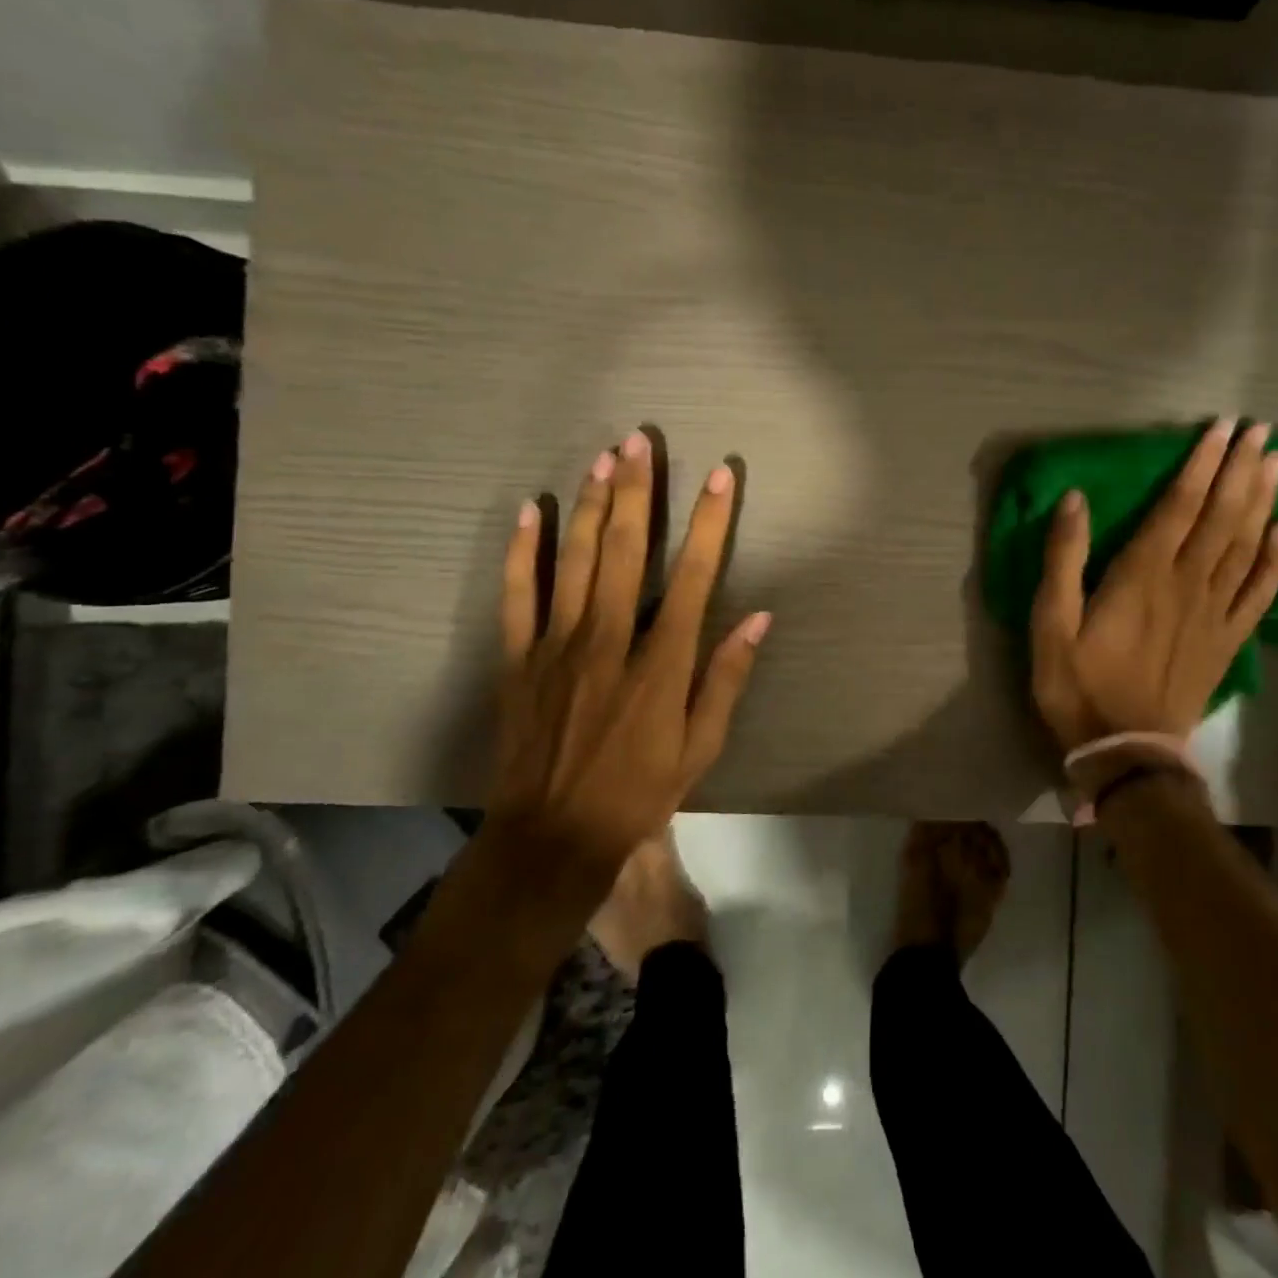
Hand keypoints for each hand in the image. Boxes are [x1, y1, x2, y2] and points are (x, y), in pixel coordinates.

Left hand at [493, 431, 770, 872]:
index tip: (721, 476)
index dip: (709, 523)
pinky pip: (517, 595)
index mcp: (660, 663)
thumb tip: (759, 618)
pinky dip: (522, 551)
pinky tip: (529, 511)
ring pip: (573, 560)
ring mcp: (556, 645)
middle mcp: (609, 640)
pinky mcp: (518, 658)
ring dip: (589, 505)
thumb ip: (726, 678)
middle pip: (624, 551)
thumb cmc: (638, 792)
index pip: (693, 577)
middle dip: (637, 491)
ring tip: (601, 458)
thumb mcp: (700, 748)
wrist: (553, 836)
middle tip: (639, 441)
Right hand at [1030, 419, 1277, 752]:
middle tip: (1261, 432)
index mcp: (1143, 575)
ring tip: (1277, 464)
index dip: (1201, 464)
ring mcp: (1214, 613)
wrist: (1125, 749)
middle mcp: (1187, 584)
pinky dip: (1276, 561)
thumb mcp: (1051, 623)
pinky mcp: (1227, 640)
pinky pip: (1260, 593)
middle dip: (1241, 470)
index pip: (1179, 506)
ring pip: (1247, 546)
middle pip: (1223, 517)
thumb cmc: (1078, 684)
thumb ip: (1064, 560)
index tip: (1221, 428)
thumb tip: (1075, 500)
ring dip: (1263, 502)